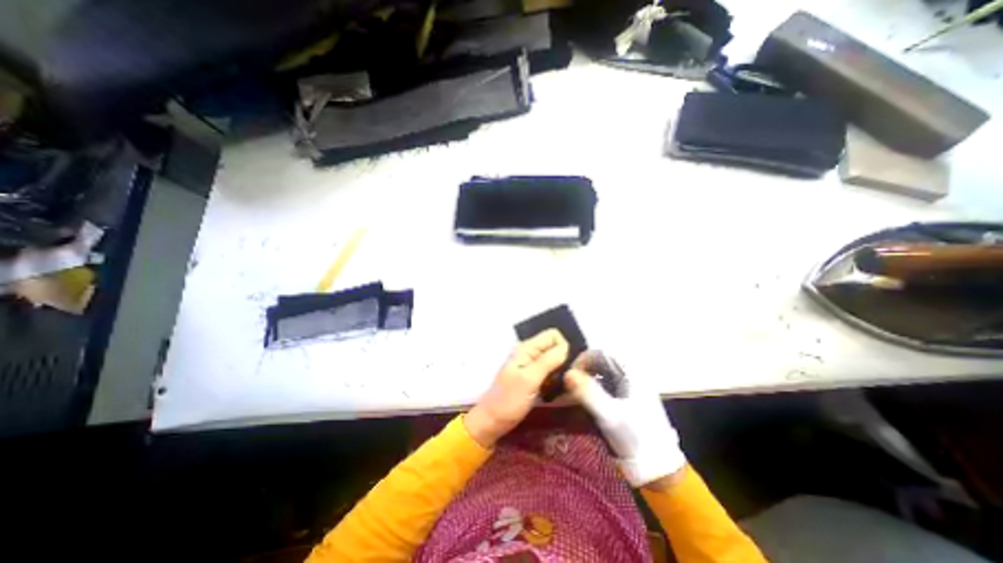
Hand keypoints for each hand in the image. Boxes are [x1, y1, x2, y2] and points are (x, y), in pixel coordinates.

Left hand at [465, 329, 567, 448]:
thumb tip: (566, 347)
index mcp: (526, 348)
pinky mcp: (533, 378)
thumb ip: (547, 362)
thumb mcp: (529, 380)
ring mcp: (531, 366)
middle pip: (554, 346)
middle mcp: (529, 353)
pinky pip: (550, 371)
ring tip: (562, 385)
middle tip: (567, 378)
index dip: (563, 346)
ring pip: (554, 359)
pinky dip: (555, 378)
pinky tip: (556, 390)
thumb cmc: (509, 400)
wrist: (492, 421)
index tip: (566, 365)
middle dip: (564, 359)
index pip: (552, 335)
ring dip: (561, 370)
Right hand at [563, 352, 689, 487]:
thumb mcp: (609, 415)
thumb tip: (567, 374)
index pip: (602, 353)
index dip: (584, 359)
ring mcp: (629, 385)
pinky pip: (605, 383)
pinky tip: (587, 399)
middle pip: (601, 361)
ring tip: (576, 392)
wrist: (657, 465)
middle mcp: (630, 373)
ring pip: (602, 372)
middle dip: (583, 370)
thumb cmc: (635, 436)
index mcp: (631, 372)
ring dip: (587, 378)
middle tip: (571, 385)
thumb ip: (588, 393)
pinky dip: (593, 387)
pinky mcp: (626, 396)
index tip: (571, 375)